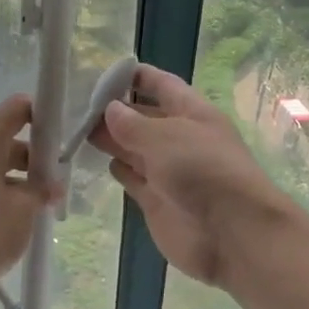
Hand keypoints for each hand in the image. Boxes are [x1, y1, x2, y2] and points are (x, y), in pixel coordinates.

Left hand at [0, 94, 56, 305]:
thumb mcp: (24, 210)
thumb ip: (41, 189)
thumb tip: (52, 185)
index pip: (14, 110)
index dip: (40, 116)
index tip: (59, 139)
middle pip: (2, 139)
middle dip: (32, 157)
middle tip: (54, 183)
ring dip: (16, 177)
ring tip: (38, 205)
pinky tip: (14, 217)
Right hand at [89, 64, 294, 286]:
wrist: (232, 234)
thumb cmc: (204, 172)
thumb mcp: (167, 137)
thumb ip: (134, 124)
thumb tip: (110, 109)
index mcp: (193, 114)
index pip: (162, 86)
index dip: (135, 77)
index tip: (102, 74)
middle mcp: (180, 140)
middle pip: (144, 118)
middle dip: (115, 110)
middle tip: (76, 106)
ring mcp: (168, 172)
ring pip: (134, 148)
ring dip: (111, 139)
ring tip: (76, 129)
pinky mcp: (157, 202)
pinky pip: (133, 178)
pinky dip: (119, 169)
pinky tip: (99, 161)